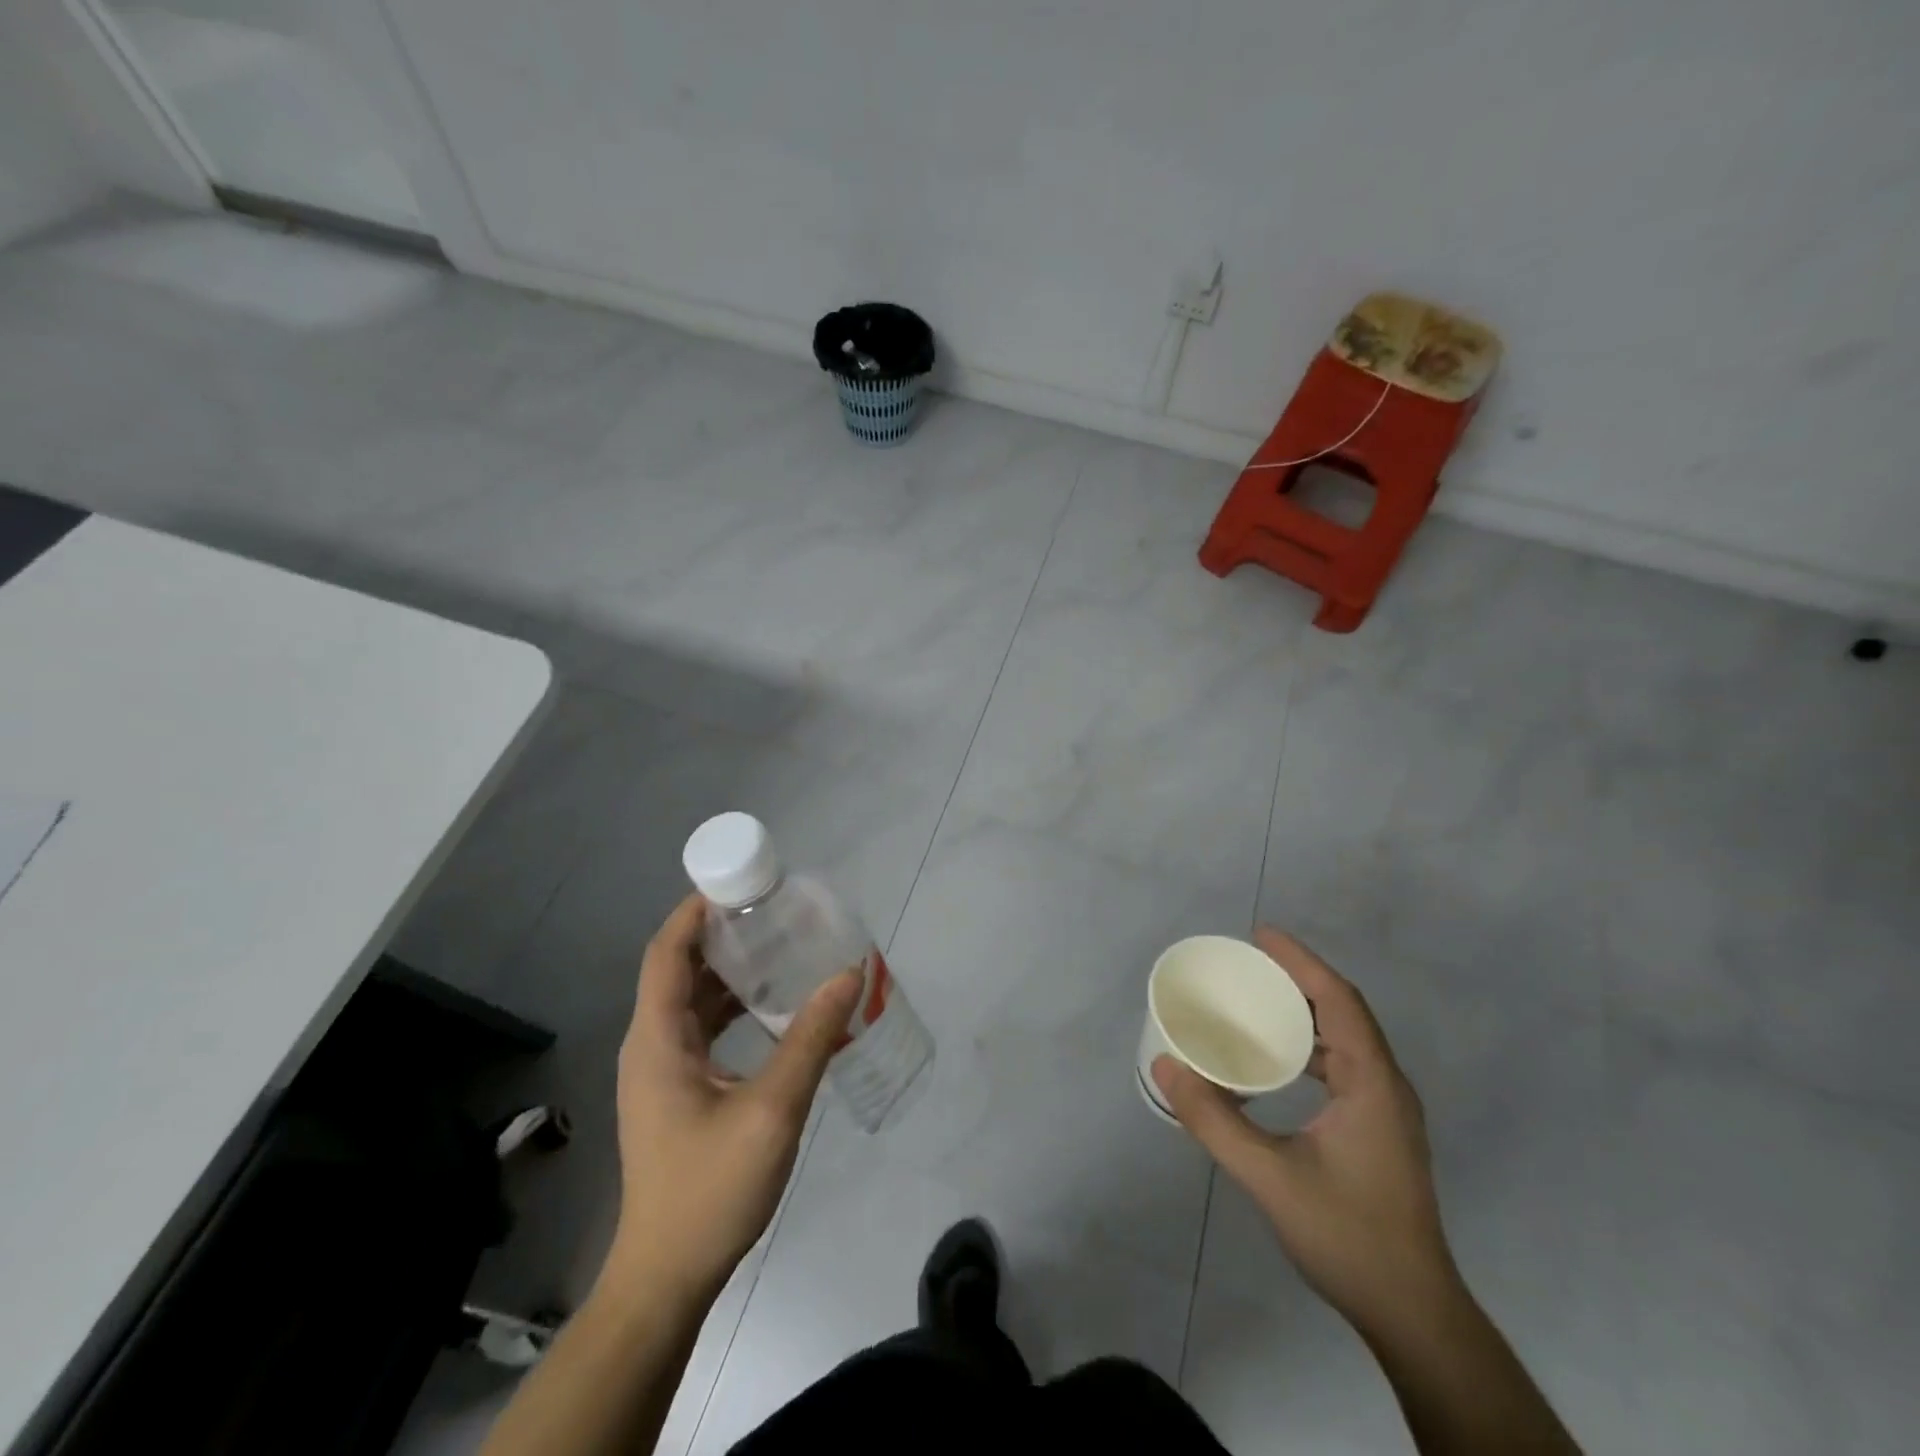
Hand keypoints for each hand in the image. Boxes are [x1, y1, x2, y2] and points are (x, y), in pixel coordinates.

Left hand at [602, 893, 861, 1304]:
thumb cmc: (711, 1189)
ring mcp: (661, 1070)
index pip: (667, 952)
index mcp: (658, 1038)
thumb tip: (849, 974)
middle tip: (774, 910)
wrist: (667, 1277)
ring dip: (730, 971)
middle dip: (722, 933)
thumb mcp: (772, 1109)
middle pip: (680, 969)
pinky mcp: (676, 1092)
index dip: (695, 910)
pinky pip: (702, 1029)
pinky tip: (773, 1008)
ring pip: (692, 1000)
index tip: (740, 882)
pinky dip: (733, 1007)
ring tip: (780, 946)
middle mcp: (651, 1044)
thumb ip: (811, 1038)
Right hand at [1153, 927, 1458, 1337]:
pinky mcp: (1379, 1129)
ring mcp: (1386, 1109)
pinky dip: (1308, 1045)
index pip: (1338, 999)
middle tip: (1247, 964)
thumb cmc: (1347, 1236)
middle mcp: (1386, 1085)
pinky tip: (1276, 1060)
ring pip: (1346, 1038)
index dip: (1300, 961)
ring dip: (1304, 1011)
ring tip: (1256, 1000)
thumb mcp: (1269, 1177)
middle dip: (1297, 979)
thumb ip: (1213, 1121)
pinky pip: (1343, 1064)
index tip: (1260, 935)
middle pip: (1343, 1011)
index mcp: (1371, 1082)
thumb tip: (1164, 1067)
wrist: (1413, 1314)